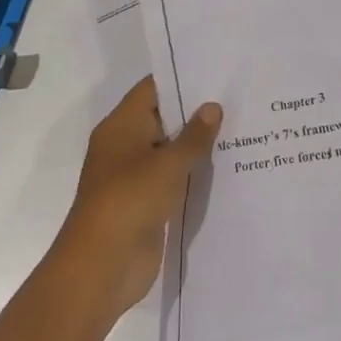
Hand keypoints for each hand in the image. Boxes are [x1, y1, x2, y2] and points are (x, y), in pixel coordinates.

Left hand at [56, 78, 220, 322]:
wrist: (101, 268)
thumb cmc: (130, 200)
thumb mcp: (169, 163)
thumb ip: (194, 135)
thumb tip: (213, 106)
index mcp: (121, 126)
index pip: (153, 89)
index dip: (182, 78)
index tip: (216, 72)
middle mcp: (125, 145)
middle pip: (163, 118)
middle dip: (195, 112)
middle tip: (236, 98)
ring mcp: (134, 176)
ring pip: (169, 150)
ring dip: (196, 145)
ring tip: (239, 128)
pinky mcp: (145, 204)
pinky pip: (172, 179)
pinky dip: (192, 174)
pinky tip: (224, 167)